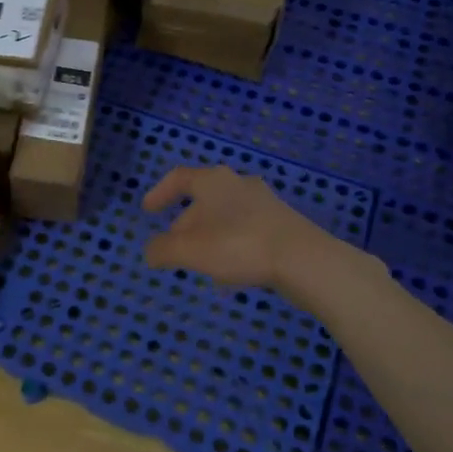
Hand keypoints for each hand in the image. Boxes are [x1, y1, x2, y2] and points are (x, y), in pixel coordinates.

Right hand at [141, 165, 325, 288]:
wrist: (304, 260)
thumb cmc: (238, 245)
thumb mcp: (189, 250)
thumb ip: (162, 250)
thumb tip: (151, 251)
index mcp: (213, 181)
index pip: (178, 178)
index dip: (159, 193)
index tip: (148, 211)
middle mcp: (239, 184)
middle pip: (203, 200)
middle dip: (185, 224)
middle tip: (173, 247)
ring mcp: (265, 203)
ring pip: (225, 217)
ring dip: (209, 237)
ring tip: (201, 264)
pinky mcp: (283, 224)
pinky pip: (246, 231)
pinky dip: (231, 246)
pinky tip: (231, 272)